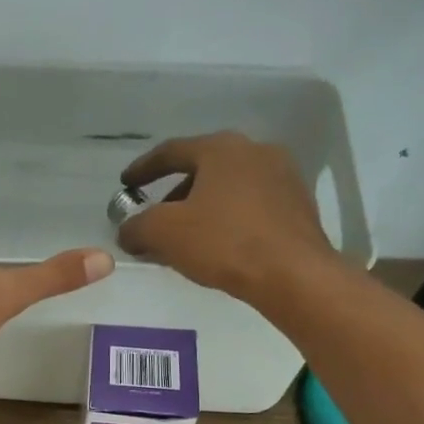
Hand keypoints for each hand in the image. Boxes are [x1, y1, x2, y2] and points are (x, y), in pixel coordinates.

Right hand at [118, 132, 335, 301]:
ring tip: (183, 239)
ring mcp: (282, 177)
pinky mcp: (297, 206)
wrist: (293, 274)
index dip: (144, 169)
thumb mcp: (165, 233)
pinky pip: (250, 207)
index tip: (126, 184)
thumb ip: (137, 227)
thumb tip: (126, 231)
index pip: (172, 151)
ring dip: (201, 210)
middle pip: (202, 169)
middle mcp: (255, 151)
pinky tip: (217, 247)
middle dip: (173, 195)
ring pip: (227, 189)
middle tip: (154, 220)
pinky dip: (227, 221)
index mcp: (222, 149)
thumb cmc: (225, 243)